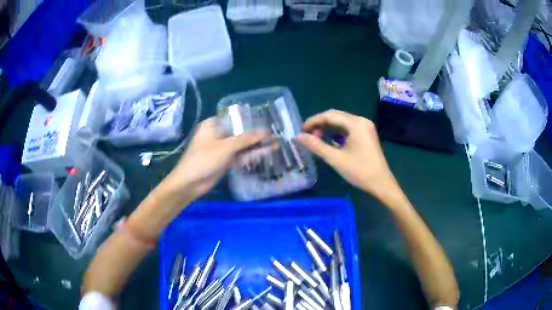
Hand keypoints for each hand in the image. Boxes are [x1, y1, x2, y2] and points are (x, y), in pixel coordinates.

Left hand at [163, 117, 267, 199]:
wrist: (190, 183)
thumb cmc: (204, 159)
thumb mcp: (226, 147)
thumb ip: (247, 139)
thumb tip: (267, 131)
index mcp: (213, 124)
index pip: (237, 119)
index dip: (253, 121)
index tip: (269, 122)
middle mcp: (218, 134)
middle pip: (241, 133)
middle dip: (258, 135)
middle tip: (276, 135)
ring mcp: (222, 148)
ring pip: (242, 145)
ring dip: (257, 146)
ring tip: (277, 144)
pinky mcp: (225, 160)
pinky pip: (240, 155)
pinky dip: (251, 155)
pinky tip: (267, 153)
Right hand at [297, 109, 399, 201]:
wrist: (381, 183)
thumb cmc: (359, 171)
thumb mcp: (335, 159)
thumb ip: (316, 145)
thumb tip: (298, 137)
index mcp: (356, 124)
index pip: (330, 116)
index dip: (313, 121)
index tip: (301, 130)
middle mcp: (361, 120)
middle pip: (336, 116)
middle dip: (320, 123)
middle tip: (307, 135)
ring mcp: (365, 127)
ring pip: (342, 122)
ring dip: (328, 128)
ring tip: (316, 138)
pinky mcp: (366, 134)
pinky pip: (348, 128)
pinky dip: (337, 132)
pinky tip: (329, 140)